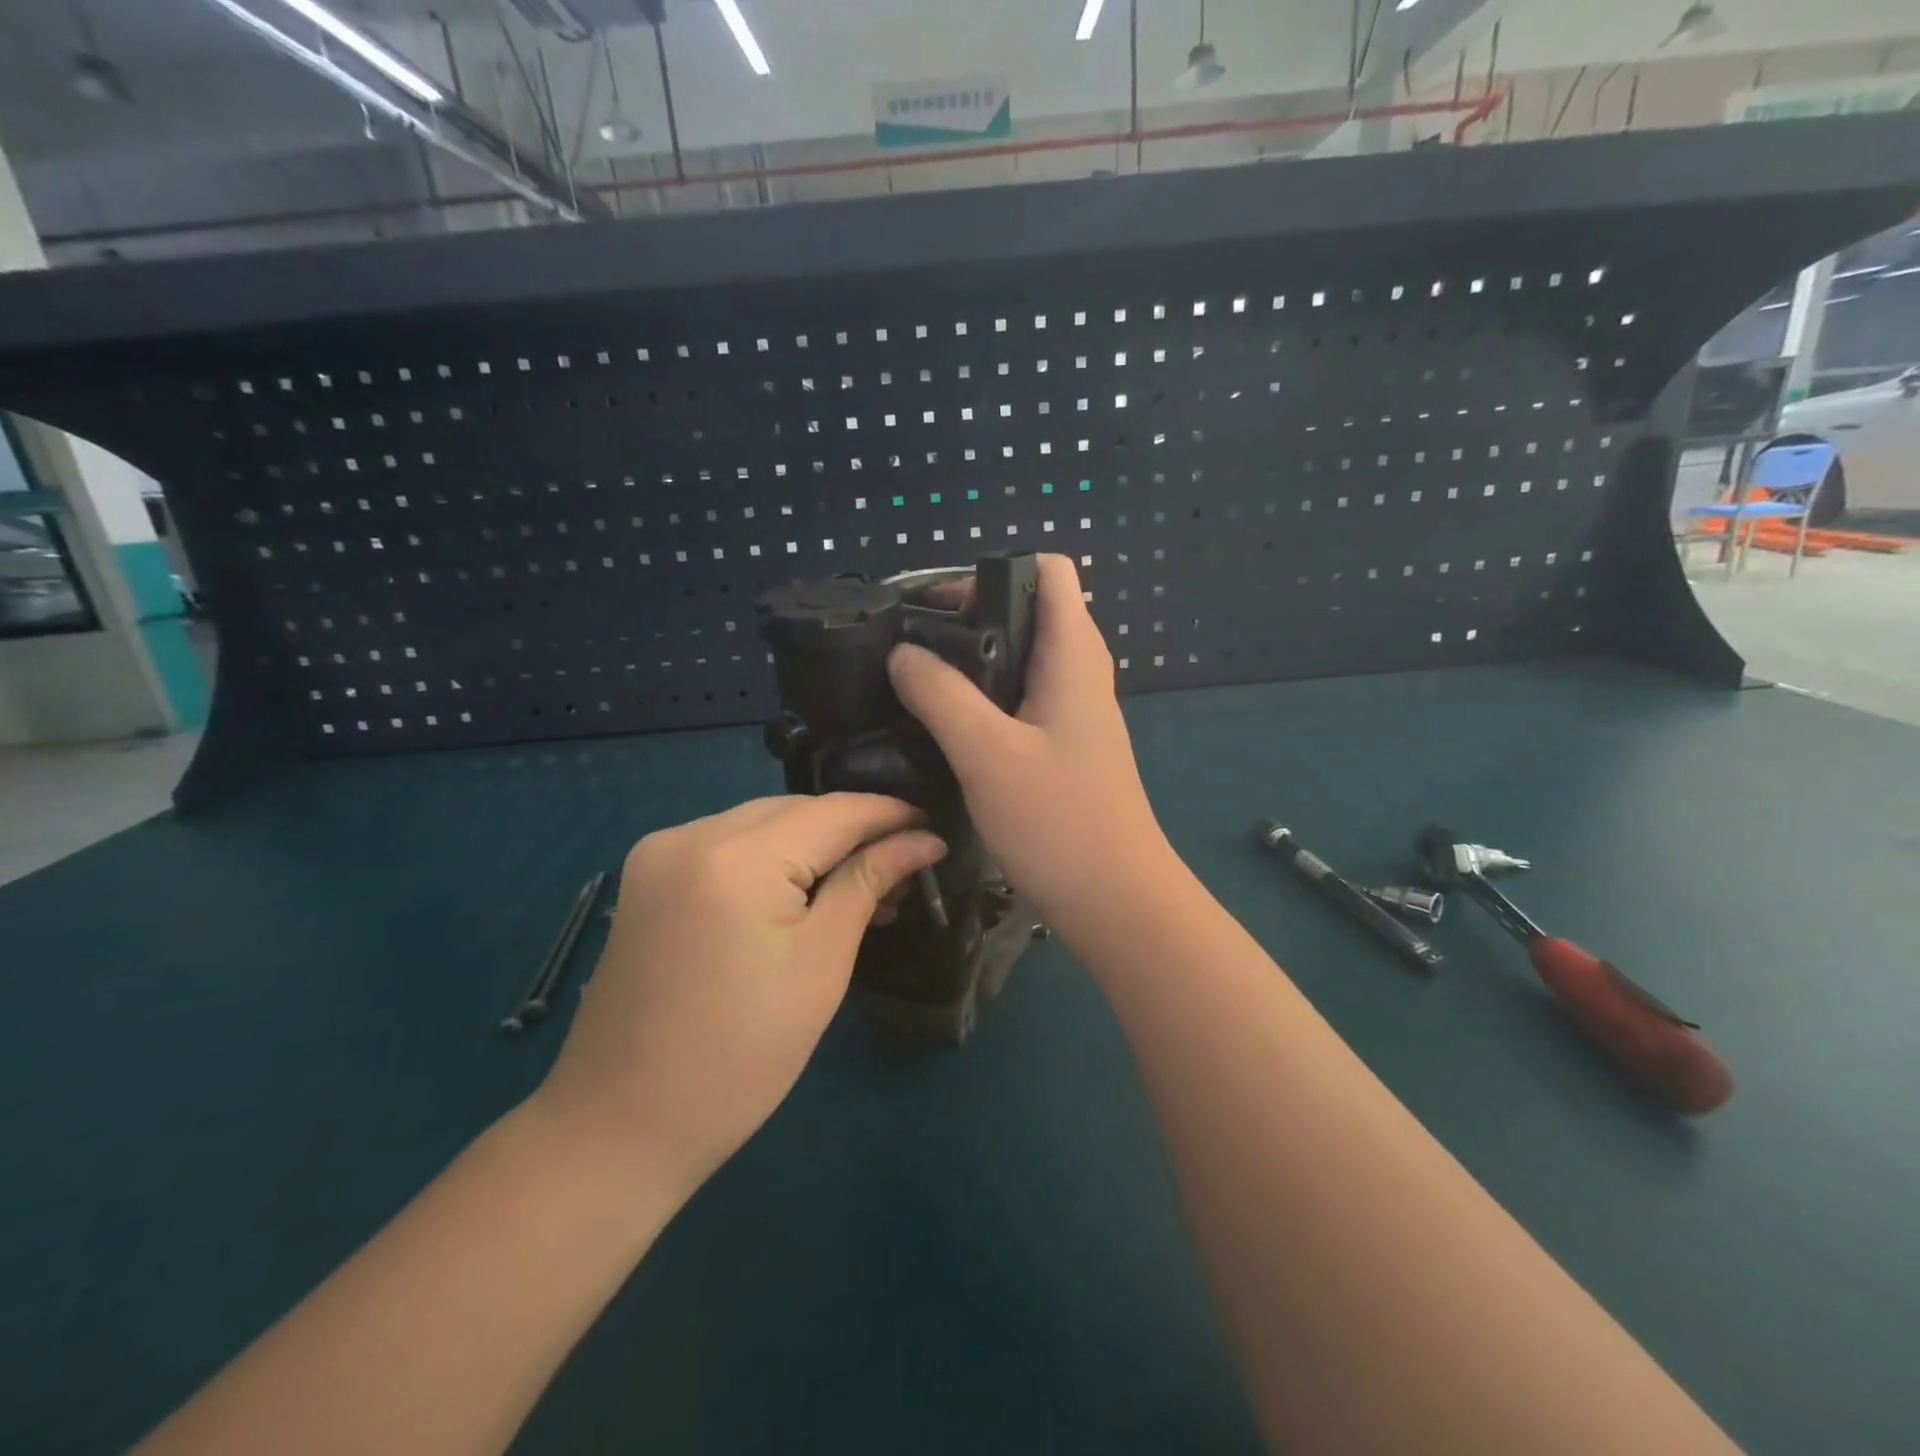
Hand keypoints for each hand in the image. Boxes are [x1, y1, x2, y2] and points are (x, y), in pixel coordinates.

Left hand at [532, 795, 943, 1201]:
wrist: (621, 1126)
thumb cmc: (741, 1055)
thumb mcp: (821, 963)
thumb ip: (869, 882)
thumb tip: (923, 839)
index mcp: (735, 856)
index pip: (833, 810)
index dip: (889, 813)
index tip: (935, 824)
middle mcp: (690, 833)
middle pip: (795, 810)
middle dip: (853, 829)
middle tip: (904, 863)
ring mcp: (660, 852)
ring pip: (761, 823)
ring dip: (813, 843)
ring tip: (864, 879)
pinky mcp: (648, 876)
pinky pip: (728, 844)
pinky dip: (772, 857)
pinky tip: (803, 888)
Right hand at [887, 554, 1170, 945]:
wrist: (1116, 902)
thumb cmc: (1059, 822)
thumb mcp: (987, 753)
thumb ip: (941, 695)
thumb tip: (902, 652)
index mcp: (1073, 655)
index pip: (1049, 571)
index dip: (992, 571)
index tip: (936, 605)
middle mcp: (1080, 672)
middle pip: (1029, 611)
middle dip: (969, 615)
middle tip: (912, 644)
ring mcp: (1074, 711)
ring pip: (1022, 660)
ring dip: (973, 661)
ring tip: (917, 680)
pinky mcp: (1064, 746)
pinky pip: (1021, 700)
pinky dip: (984, 698)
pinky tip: (946, 726)